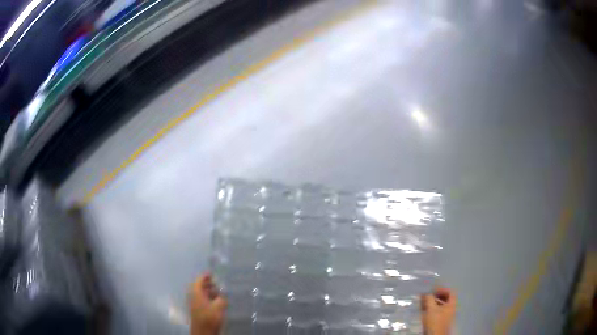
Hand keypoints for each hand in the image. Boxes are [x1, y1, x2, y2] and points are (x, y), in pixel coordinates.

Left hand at [189, 274, 226, 334]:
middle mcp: (193, 296)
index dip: (205, 276)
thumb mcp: (219, 306)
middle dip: (207, 283)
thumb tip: (223, 293)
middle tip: (217, 282)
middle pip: (199, 286)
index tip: (212, 273)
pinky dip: (208, 297)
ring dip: (208, 291)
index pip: (198, 280)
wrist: (203, 331)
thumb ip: (221, 298)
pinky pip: (202, 299)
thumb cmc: (209, 317)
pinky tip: (217, 301)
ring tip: (219, 291)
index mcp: (196, 293)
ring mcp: (195, 303)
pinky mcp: (198, 310)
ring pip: (201, 293)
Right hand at [421, 287, 456, 334]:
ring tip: (424, 303)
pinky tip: (425, 311)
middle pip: (446, 299)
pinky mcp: (442, 321)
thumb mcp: (431, 308)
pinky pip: (438, 311)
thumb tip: (426, 292)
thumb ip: (429, 299)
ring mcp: (447, 315)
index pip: (450, 292)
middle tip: (428, 296)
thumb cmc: (435, 320)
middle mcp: (451, 308)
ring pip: (441, 305)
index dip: (442, 289)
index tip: (433, 290)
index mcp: (452, 303)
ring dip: (433, 303)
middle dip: (436, 296)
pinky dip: (432, 309)